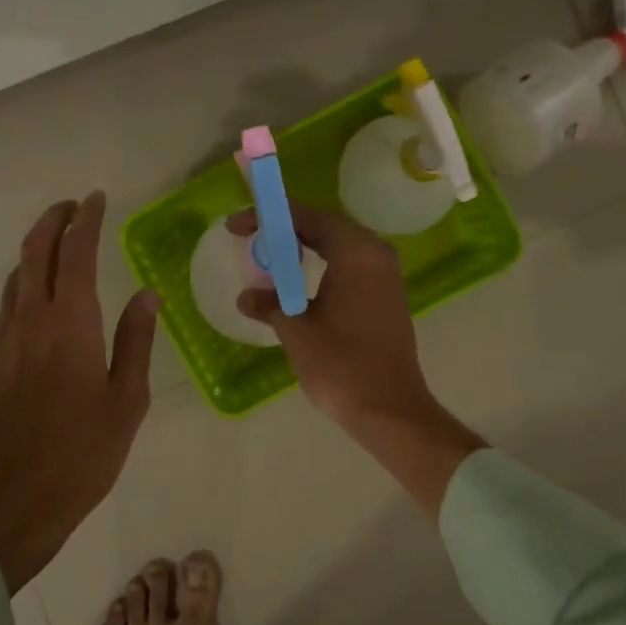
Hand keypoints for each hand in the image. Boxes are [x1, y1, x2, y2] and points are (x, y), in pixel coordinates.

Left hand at [0, 193, 158, 590]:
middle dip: (53, 221)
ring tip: (58, 245)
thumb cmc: (81, 455)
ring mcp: (3, 341)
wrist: (7, 504)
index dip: (86, 220)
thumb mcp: (126, 401)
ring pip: (16, 277)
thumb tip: (147, 295)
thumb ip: (136, 341)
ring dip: (36, 251)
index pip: (76, 253)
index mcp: (71, 325)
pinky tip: (36, 299)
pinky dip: (23, 285)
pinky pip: (6, 306)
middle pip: (35, 252)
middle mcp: (31, 320)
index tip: (96, 199)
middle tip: (72, 206)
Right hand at [230, 203, 482, 515]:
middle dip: (286, 228)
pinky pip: (351, 264)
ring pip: (340, 245)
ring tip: (271, 258)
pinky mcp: (388, 295)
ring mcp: (386, 274)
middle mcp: (375, 253)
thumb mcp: (296, 331)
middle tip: (251, 239)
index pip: (307, 216)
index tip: (236, 227)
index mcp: (355, 251)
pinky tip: (300, 283)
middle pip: (326, 225)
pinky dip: (324, 264)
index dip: (268, 217)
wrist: (389, 408)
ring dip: (305, 247)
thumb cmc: (340, 364)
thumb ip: (270, 305)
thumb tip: (246, 297)